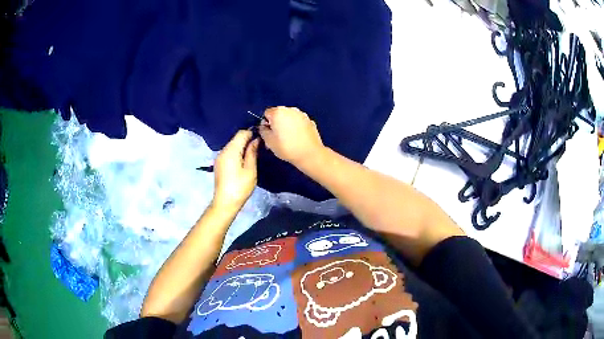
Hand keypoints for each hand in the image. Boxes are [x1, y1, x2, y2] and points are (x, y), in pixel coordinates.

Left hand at [212, 130, 259, 209]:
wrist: (225, 202)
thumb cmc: (240, 186)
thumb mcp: (250, 169)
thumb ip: (252, 152)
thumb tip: (255, 140)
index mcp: (231, 150)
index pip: (241, 133)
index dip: (252, 133)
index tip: (262, 139)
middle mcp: (223, 151)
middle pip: (236, 139)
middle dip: (247, 140)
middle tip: (259, 148)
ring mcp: (219, 158)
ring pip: (232, 146)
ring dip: (242, 147)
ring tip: (253, 156)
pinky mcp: (219, 164)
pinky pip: (229, 153)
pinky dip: (237, 153)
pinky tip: (243, 162)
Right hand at [259, 106, 324, 165]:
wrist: (310, 154)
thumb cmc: (286, 147)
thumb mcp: (269, 141)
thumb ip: (263, 131)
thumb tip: (264, 126)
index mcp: (278, 112)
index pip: (267, 113)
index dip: (266, 123)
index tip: (269, 134)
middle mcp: (291, 109)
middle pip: (279, 114)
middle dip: (276, 123)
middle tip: (277, 138)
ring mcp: (302, 114)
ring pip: (290, 118)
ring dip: (287, 125)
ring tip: (289, 139)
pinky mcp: (310, 121)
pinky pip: (299, 122)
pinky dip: (297, 127)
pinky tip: (298, 138)